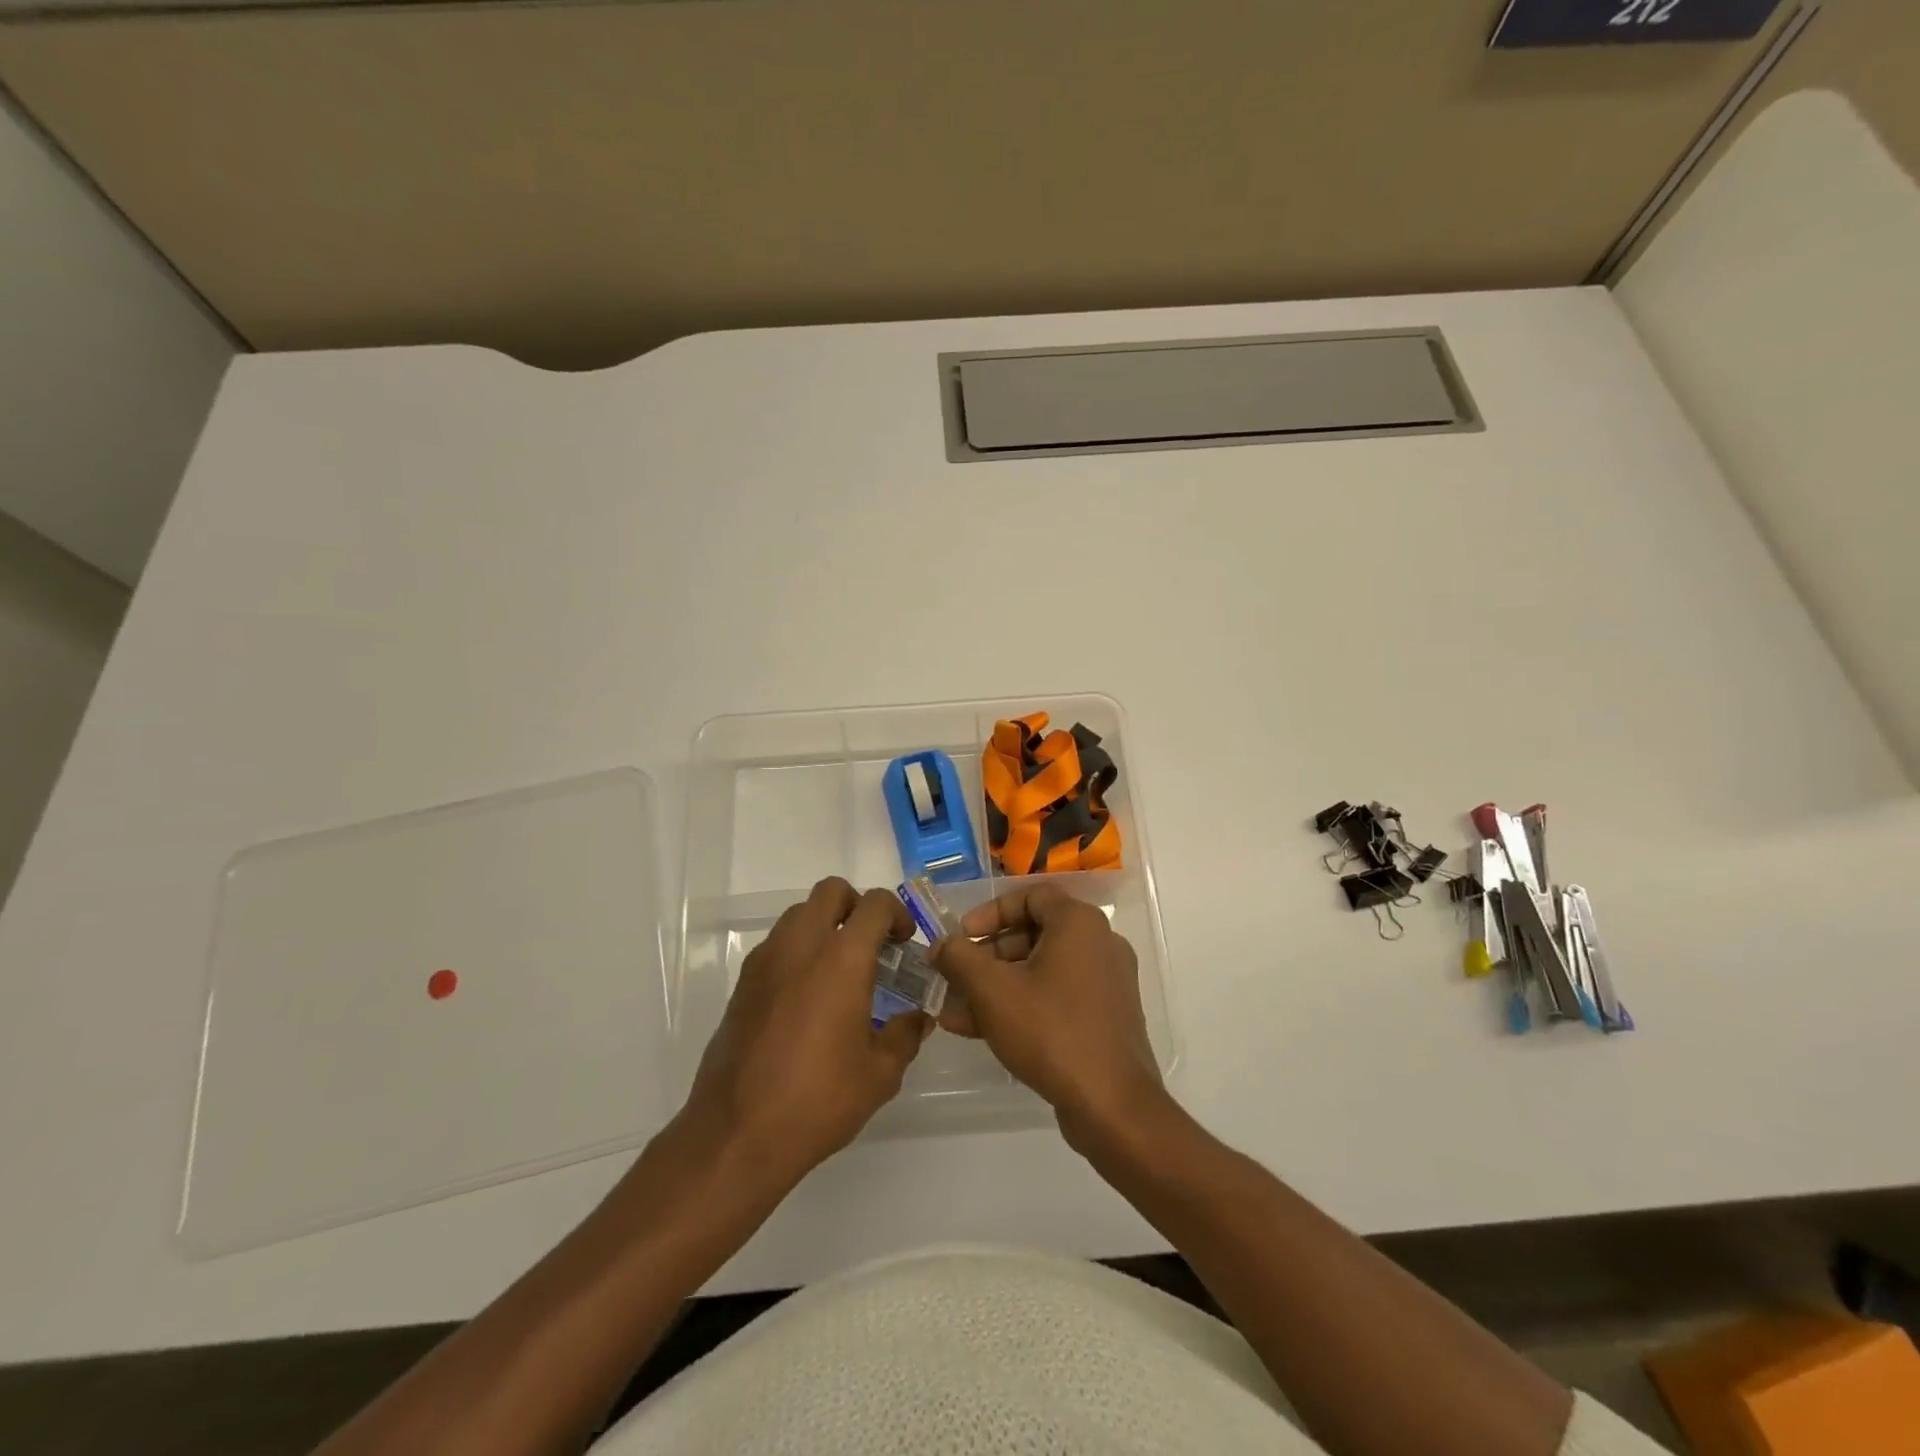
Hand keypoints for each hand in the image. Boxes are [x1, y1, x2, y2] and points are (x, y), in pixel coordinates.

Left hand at [680, 878, 929, 1184]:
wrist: (736, 1135)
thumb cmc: (817, 1101)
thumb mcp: (879, 1075)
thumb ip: (905, 1035)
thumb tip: (918, 1018)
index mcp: (841, 960)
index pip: (873, 905)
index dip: (896, 913)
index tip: (904, 941)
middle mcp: (800, 947)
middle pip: (830, 891)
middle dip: (856, 906)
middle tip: (872, 943)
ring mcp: (765, 962)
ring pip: (799, 914)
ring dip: (824, 925)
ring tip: (840, 970)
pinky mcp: (742, 985)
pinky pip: (776, 945)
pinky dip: (798, 951)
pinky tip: (808, 997)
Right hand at [932, 883, 1168, 1149]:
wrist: (1112, 1106)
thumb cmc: (1050, 1032)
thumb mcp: (992, 991)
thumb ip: (959, 959)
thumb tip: (941, 945)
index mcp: (1079, 923)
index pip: (1029, 896)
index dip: (989, 913)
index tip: (962, 937)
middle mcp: (1099, 943)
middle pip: (1033, 934)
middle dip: (987, 957)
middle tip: (955, 979)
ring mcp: (1106, 982)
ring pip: (1041, 970)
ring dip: (997, 986)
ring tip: (956, 1012)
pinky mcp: (1105, 1017)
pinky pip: (1057, 996)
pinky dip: (1022, 1005)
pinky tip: (983, 1031)